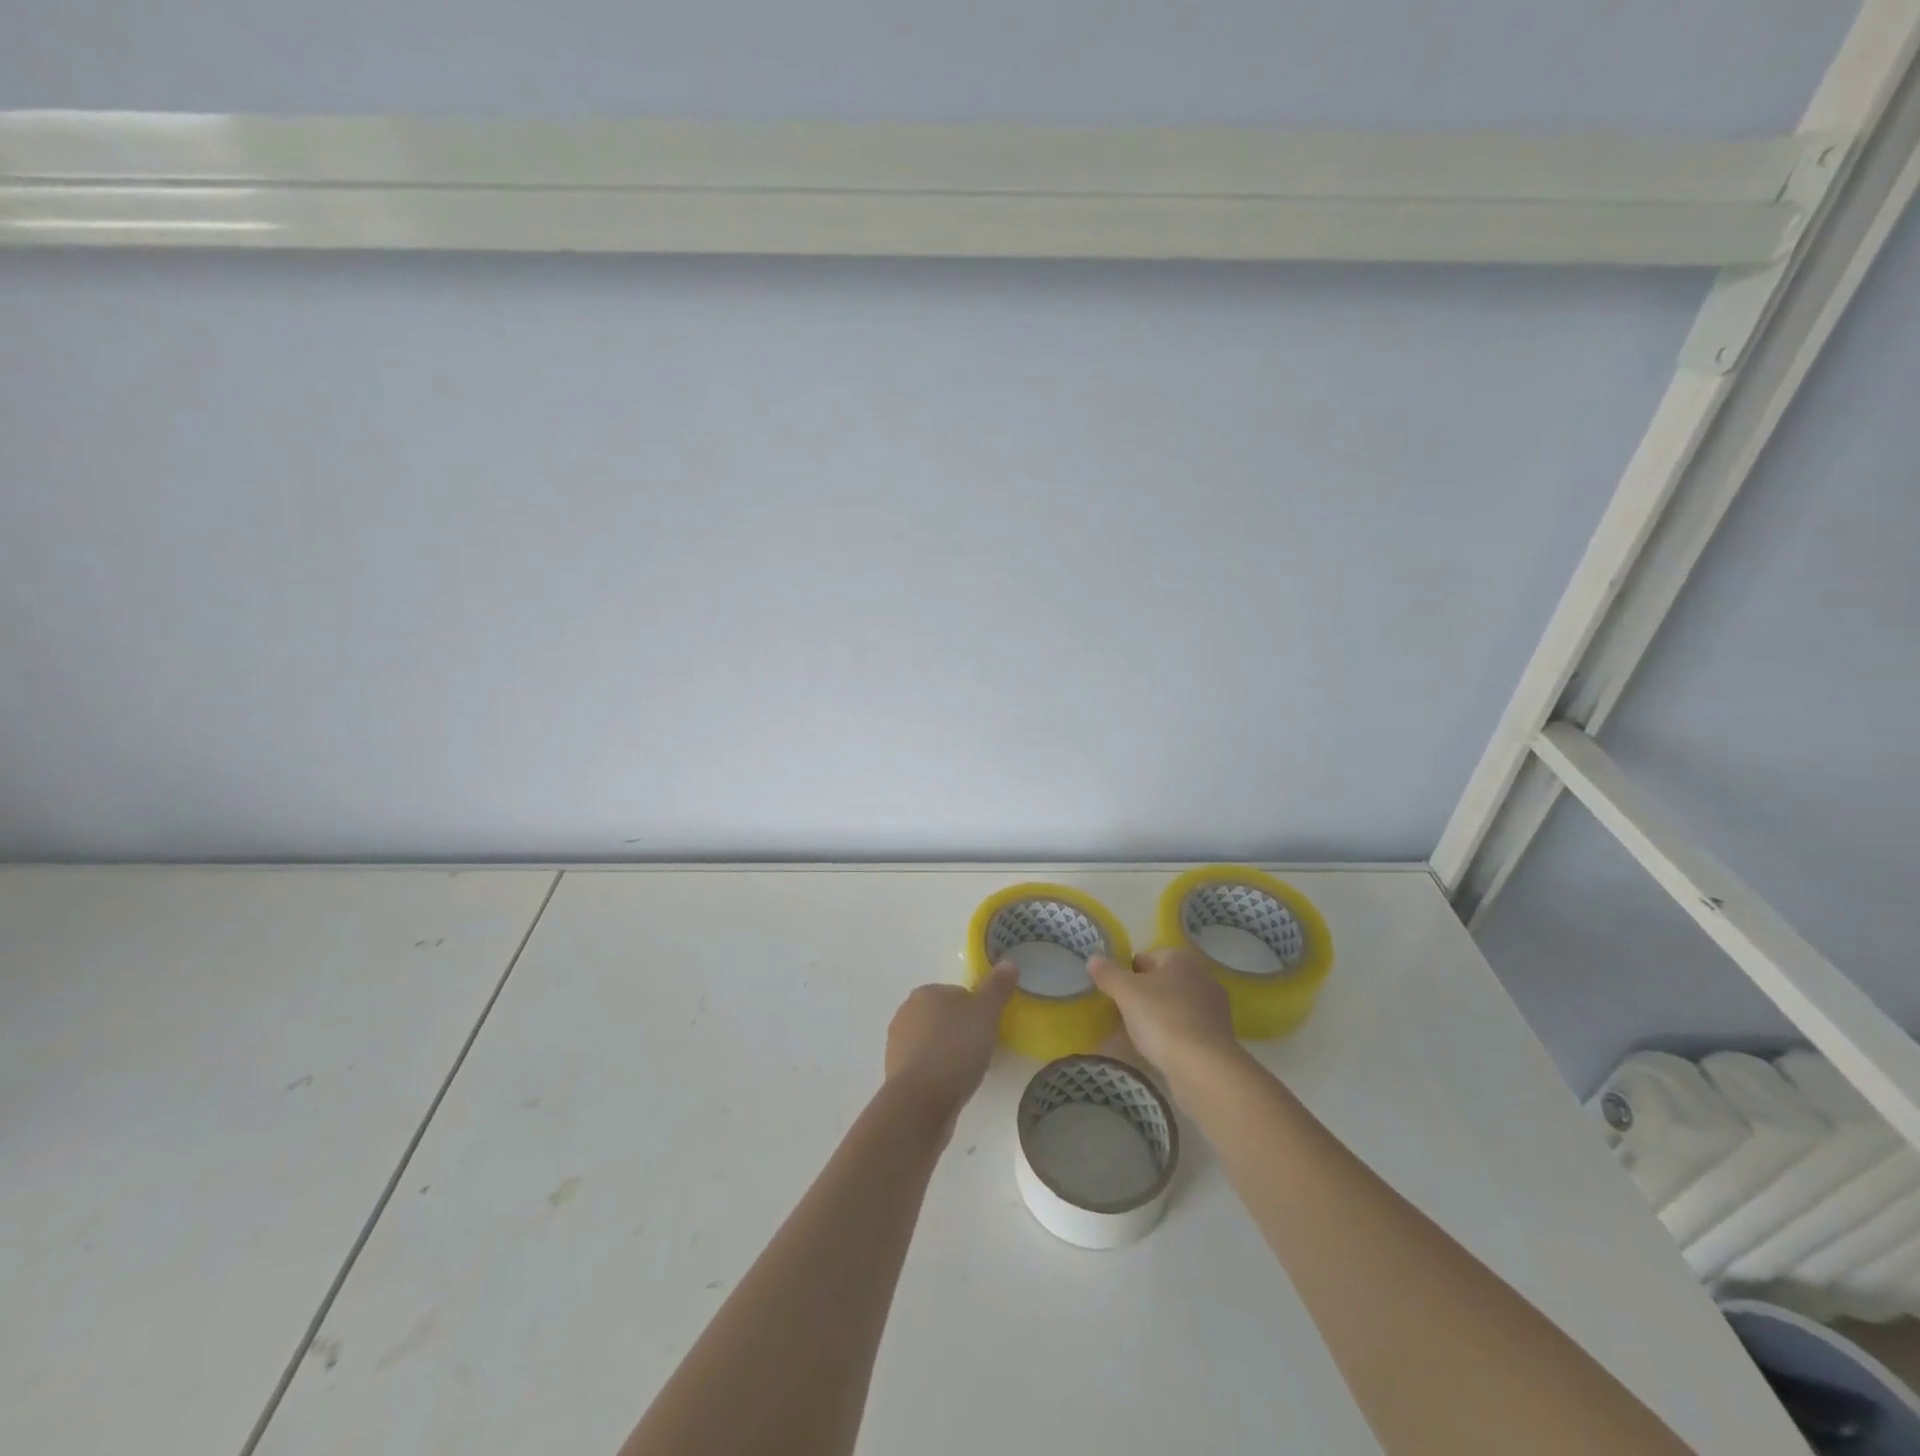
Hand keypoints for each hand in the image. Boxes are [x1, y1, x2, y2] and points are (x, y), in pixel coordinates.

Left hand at [883, 965, 1018, 1132]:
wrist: (921, 1101)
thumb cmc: (955, 1049)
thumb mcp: (985, 1014)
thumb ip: (997, 988)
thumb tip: (1009, 962)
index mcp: (926, 992)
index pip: (958, 994)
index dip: (978, 1012)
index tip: (988, 1031)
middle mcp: (906, 1012)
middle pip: (944, 1017)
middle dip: (962, 1032)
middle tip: (981, 1052)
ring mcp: (897, 1044)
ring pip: (934, 1042)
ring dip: (949, 1053)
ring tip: (968, 1073)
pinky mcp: (896, 1073)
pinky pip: (925, 1066)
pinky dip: (938, 1073)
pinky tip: (951, 1087)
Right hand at [1088, 947, 1236, 1077]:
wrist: (1204, 1068)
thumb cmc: (1162, 1019)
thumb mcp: (1126, 992)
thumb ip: (1108, 973)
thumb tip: (1093, 959)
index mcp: (1182, 958)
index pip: (1145, 958)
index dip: (1127, 975)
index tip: (1118, 996)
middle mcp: (1203, 976)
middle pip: (1161, 982)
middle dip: (1144, 996)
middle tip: (1126, 1015)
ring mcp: (1215, 1007)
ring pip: (1175, 1005)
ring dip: (1159, 1016)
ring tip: (1141, 1037)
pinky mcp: (1220, 1036)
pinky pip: (1187, 1028)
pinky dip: (1174, 1035)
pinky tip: (1162, 1051)